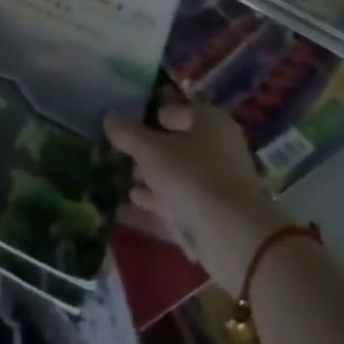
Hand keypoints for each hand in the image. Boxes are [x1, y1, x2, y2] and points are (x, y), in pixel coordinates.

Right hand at [104, 85, 289, 292]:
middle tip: (121, 147)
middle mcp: (218, 146)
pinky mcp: (215, 211)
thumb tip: (109, 117)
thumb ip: (127, 132)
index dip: (151, 108)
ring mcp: (219, 181)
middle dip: (149, 145)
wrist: (234, 237)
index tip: (126, 115)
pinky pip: (181, 196)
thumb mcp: (150, 149)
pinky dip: (159, 197)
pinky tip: (133, 199)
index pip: (177, 105)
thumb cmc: (192, 176)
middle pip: (178, 139)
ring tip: (123, 174)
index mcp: (209, 121)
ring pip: (179, 170)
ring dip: (152, 173)